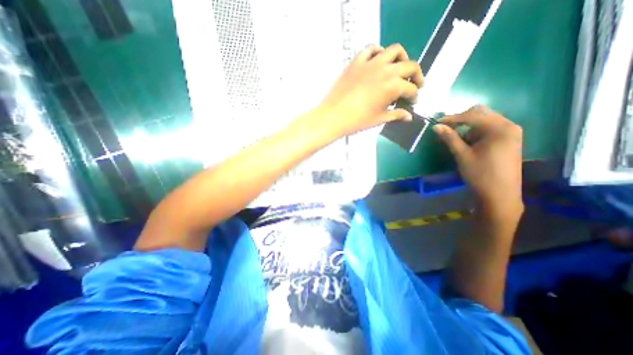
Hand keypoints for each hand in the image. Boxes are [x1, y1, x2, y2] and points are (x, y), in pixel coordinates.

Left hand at [317, 43, 424, 136]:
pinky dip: (378, 52)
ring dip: (401, 58)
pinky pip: (371, 49)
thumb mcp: (379, 119)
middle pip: (410, 66)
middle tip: (414, 84)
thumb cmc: (357, 121)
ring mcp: (371, 63)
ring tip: (399, 69)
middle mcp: (386, 70)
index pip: (411, 89)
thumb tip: (408, 116)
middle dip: (416, 76)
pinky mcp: (357, 62)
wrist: (333, 116)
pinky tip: (378, 60)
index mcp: (393, 86)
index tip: (412, 101)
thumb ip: (396, 115)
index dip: (414, 96)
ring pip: (394, 51)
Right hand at [436, 106, 524, 218]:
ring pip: (485, 121)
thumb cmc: (480, 174)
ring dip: (468, 127)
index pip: (473, 116)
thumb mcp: (462, 155)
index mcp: (500, 128)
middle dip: (461, 120)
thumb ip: (450, 138)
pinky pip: (490, 129)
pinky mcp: (509, 140)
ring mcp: (511, 133)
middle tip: (446, 128)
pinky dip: (476, 133)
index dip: (453, 118)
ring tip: (455, 138)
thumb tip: (436, 126)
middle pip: (482, 114)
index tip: (437, 122)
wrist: (500, 195)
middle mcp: (509, 126)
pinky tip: (468, 142)